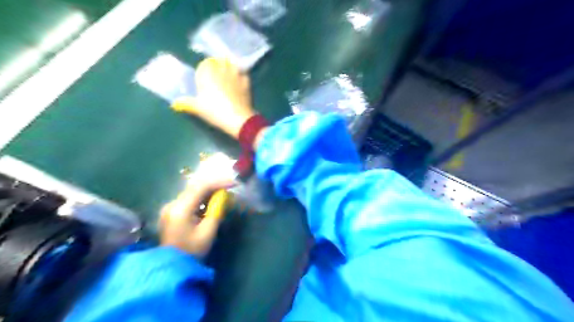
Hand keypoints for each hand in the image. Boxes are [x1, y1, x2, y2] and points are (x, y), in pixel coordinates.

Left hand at [159, 174, 234, 259]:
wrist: (170, 267)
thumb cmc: (191, 251)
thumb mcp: (208, 232)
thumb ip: (216, 211)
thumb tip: (224, 196)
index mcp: (180, 208)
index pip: (201, 187)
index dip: (219, 182)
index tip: (234, 183)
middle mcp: (172, 203)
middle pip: (195, 187)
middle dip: (214, 185)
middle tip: (231, 186)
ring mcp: (170, 207)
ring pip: (192, 191)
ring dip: (208, 190)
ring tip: (224, 193)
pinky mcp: (171, 211)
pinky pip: (189, 198)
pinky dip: (201, 197)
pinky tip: (211, 200)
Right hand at [171, 58, 256, 137]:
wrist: (237, 118)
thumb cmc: (215, 111)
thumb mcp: (198, 108)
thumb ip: (186, 103)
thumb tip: (175, 104)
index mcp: (207, 72)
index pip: (205, 64)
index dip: (204, 69)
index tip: (204, 78)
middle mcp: (222, 69)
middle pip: (219, 61)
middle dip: (217, 66)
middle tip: (216, 77)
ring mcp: (236, 74)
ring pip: (232, 64)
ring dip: (229, 67)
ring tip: (228, 77)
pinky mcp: (246, 82)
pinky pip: (243, 74)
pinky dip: (240, 76)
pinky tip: (239, 83)